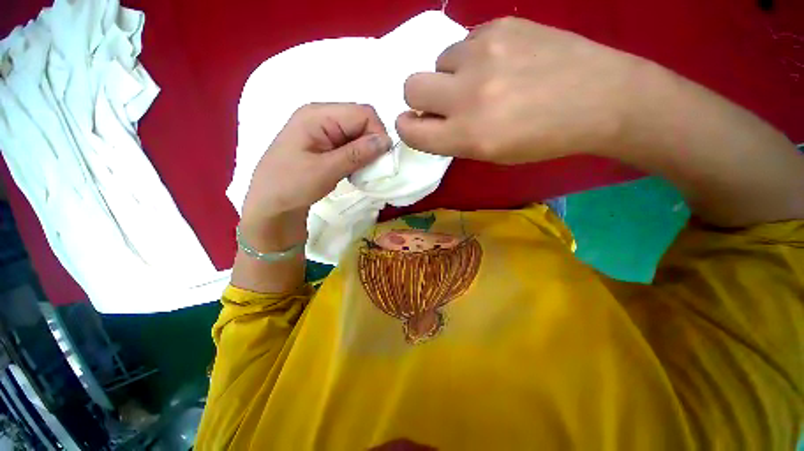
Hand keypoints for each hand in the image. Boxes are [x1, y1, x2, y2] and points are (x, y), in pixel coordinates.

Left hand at [240, 103, 390, 247]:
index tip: (380, 160)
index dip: (377, 133)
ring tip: (359, 172)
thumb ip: (357, 154)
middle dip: (372, 143)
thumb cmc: (291, 185)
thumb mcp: (326, 170)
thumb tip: (386, 141)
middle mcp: (321, 116)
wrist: (270, 205)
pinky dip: (358, 157)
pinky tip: (352, 171)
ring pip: (358, 134)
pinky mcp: (324, 144)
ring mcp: (322, 130)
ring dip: (365, 152)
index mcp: (318, 115)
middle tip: (369, 168)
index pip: (363, 113)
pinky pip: (350, 144)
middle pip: (361, 121)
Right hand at [396, 17, 644, 163]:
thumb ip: (453, 138)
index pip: (410, 129)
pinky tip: (501, 61)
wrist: (601, 98)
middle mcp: (468, 95)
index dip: (408, 127)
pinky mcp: (501, 25)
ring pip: (439, 60)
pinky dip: (473, 55)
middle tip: (444, 100)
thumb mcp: (491, 154)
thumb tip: (429, 119)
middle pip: (410, 86)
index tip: (418, 124)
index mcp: (467, 135)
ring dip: (451, 74)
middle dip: (420, 97)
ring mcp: (484, 53)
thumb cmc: (542, 139)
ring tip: (483, 79)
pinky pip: (466, 40)